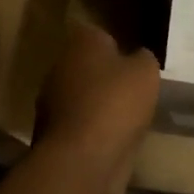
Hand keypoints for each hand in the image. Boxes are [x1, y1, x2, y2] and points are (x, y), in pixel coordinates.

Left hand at [35, 23, 160, 166]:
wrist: (81, 158)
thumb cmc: (115, 103)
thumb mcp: (146, 72)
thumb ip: (143, 59)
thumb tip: (137, 58)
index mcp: (81, 42)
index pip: (100, 35)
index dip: (118, 49)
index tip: (133, 65)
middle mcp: (59, 64)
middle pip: (87, 66)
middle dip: (106, 77)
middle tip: (131, 92)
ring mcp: (49, 100)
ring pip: (80, 96)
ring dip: (97, 105)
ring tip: (124, 120)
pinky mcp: (48, 132)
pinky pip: (76, 123)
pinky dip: (90, 130)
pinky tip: (109, 140)